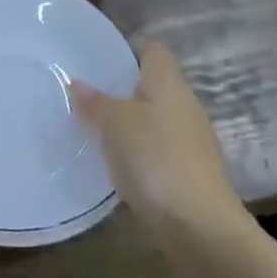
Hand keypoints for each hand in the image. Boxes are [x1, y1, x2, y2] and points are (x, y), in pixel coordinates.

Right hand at [71, 41, 240, 239]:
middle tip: (86, 95)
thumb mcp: (114, 124)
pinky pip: (158, 150)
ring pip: (155, 119)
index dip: (128, 49)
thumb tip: (76, 83)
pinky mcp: (190, 173)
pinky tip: (117, 166)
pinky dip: (139, 153)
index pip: (152, 50)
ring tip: (94, 130)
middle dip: (122, 89)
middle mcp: (184, 105)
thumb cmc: (155, 159)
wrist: (200, 228)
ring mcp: (191, 141)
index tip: (98, 59)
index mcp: (168, 82)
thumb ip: (94, 102)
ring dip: (130, 124)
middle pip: (153, 85)